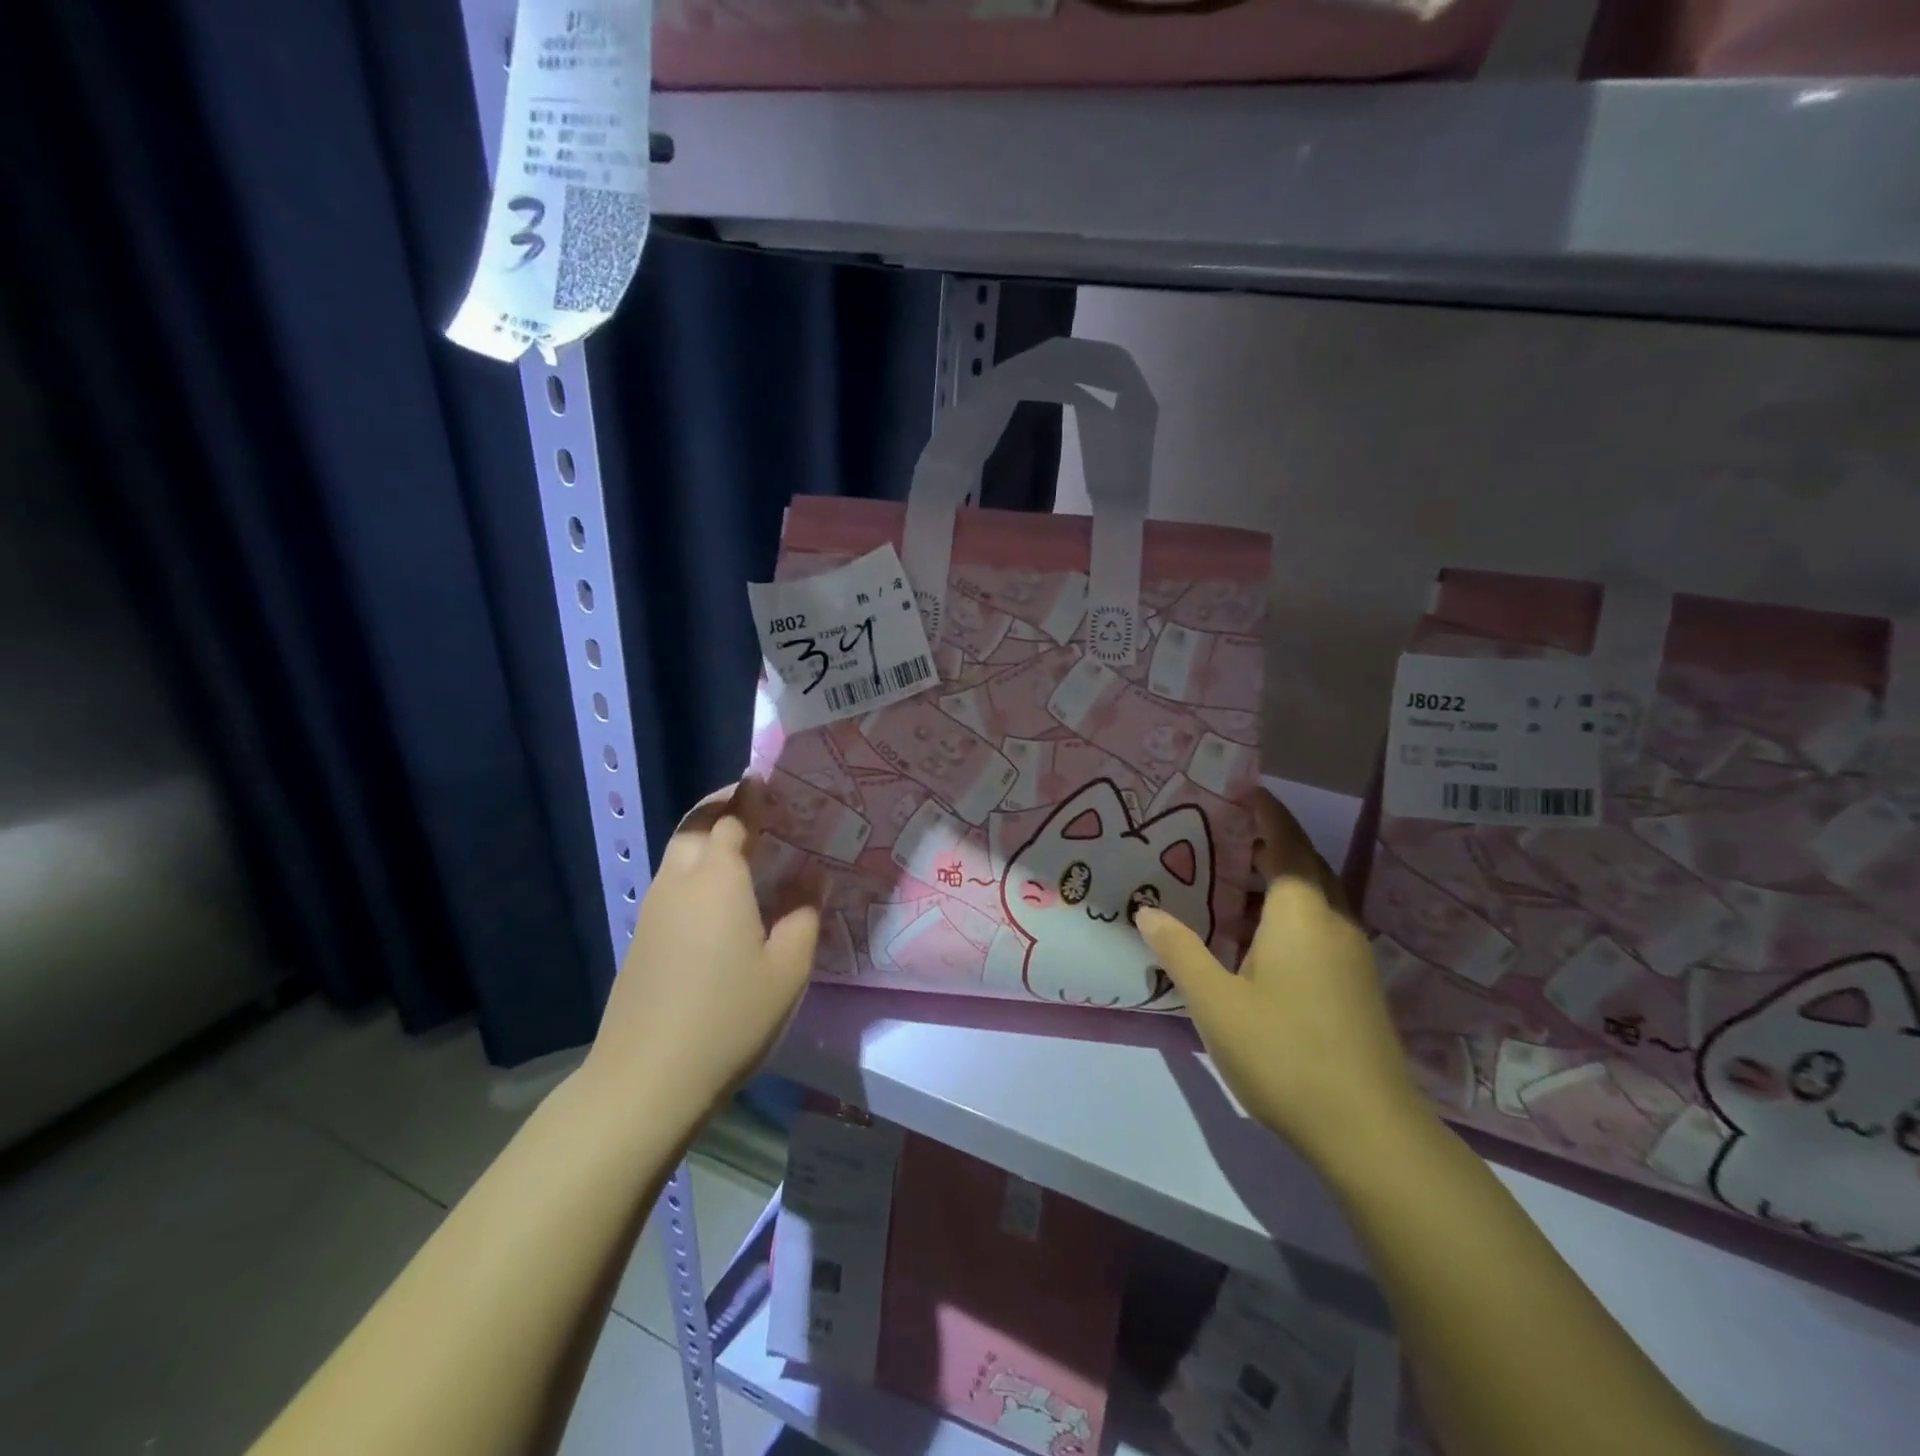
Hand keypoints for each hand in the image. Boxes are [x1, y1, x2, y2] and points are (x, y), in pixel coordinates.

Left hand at [582, 780, 821, 1118]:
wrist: (647, 1079)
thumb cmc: (729, 1018)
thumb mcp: (787, 968)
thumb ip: (803, 913)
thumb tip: (811, 874)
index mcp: (717, 879)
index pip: (731, 819)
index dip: (749, 797)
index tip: (764, 781)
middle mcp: (679, 883)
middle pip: (694, 826)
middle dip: (720, 807)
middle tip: (752, 807)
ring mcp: (652, 911)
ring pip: (676, 854)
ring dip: (703, 836)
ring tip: (738, 846)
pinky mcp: (641, 939)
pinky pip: (670, 883)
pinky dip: (693, 869)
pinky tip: (716, 896)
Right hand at [1135, 790, 1432, 1172]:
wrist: (1368, 1131)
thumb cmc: (1285, 1053)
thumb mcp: (1216, 1002)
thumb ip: (1180, 950)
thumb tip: (1147, 910)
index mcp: (1301, 914)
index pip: (1286, 844)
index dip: (1267, 814)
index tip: (1245, 789)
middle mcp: (1334, 922)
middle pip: (1306, 866)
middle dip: (1271, 843)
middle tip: (1225, 832)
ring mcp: (1352, 956)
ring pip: (1316, 899)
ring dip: (1279, 881)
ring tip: (1231, 881)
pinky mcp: (1356, 986)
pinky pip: (1321, 926)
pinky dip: (1289, 913)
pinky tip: (1257, 940)